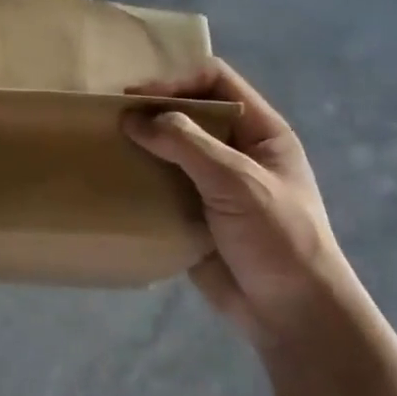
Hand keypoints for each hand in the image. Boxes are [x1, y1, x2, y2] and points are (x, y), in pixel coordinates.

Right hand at [125, 61, 354, 355]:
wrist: (292, 314)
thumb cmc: (278, 237)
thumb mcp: (238, 181)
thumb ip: (187, 143)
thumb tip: (134, 117)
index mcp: (260, 132)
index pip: (216, 82)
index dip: (176, 81)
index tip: (137, 97)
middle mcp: (236, 151)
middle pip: (189, 112)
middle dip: (152, 111)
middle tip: (111, 117)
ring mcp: (213, 184)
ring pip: (170, 150)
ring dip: (141, 146)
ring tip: (104, 145)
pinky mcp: (193, 215)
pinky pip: (161, 187)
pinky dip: (138, 181)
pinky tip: (113, 180)